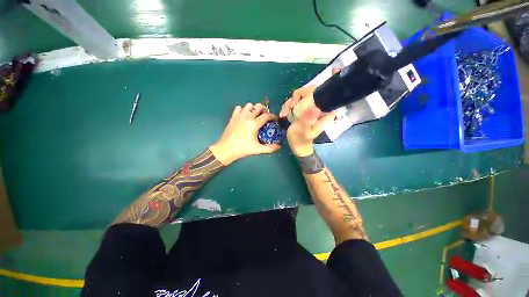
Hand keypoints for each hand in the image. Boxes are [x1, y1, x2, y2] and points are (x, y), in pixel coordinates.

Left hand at [210, 103, 279, 164]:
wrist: (226, 149)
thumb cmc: (243, 149)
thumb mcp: (257, 149)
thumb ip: (269, 148)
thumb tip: (278, 147)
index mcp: (254, 124)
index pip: (267, 115)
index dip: (273, 116)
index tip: (275, 119)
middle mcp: (247, 117)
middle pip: (258, 106)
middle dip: (264, 109)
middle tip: (265, 116)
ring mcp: (239, 116)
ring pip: (249, 105)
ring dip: (253, 108)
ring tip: (255, 115)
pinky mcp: (233, 117)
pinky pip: (239, 108)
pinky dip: (243, 110)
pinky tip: (244, 116)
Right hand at [279, 68, 339, 156]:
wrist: (296, 144)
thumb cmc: (301, 139)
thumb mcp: (303, 130)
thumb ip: (308, 119)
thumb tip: (315, 106)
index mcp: (324, 111)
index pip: (330, 93)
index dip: (333, 81)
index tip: (334, 70)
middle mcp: (318, 106)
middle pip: (310, 91)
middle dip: (297, 96)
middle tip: (289, 107)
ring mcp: (309, 107)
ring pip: (300, 95)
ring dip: (290, 103)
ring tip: (284, 113)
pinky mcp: (302, 108)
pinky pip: (294, 101)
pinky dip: (288, 106)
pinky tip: (283, 114)